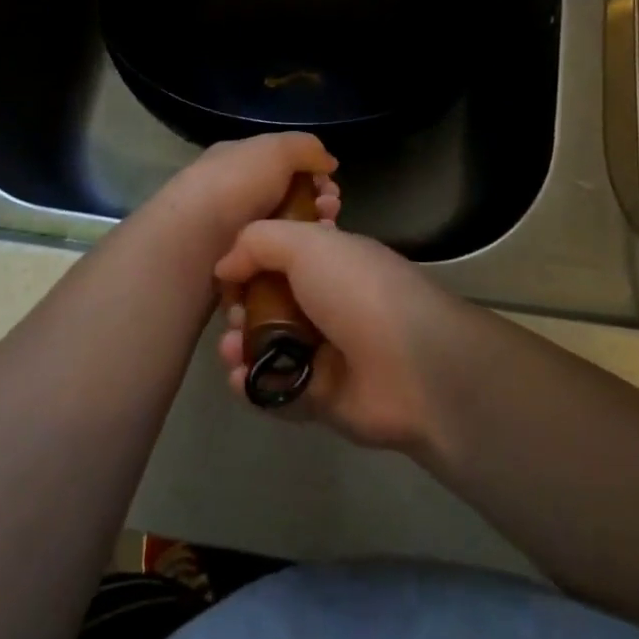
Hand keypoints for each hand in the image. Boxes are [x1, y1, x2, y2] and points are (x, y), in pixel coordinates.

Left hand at [146, 133, 340, 249]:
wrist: (194, 240)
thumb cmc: (236, 185)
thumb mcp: (276, 149)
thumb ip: (306, 148)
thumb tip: (328, 162)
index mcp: (235, 160)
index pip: (281, 163)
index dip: (312, 174)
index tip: (332, 189)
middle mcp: (231, 192)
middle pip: (286, 198)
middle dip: (316, 205)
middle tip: (330, 214)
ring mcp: (230, 231)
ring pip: (281, 232)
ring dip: (306, 234)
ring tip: (321, 238)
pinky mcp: (232, 266)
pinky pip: (268, 262)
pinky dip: (288, 261)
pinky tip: (301, 263)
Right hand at [214, 222, 464, 453]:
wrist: (413, 367)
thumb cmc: (359, 291)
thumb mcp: (308, 244)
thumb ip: (258, 242)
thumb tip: (225, 266)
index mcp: (331, 260)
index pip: (281, 256)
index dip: (250, 262)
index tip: (228, 272)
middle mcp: (327, 301)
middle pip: (268, 302)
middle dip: (242, 307)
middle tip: (236, 315)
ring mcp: (324, 351)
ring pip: (267, 346)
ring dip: (240, 346)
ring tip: (231, 348)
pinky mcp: (319, 396)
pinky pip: (275, 388)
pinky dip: (253, 384)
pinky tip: (239, 377)